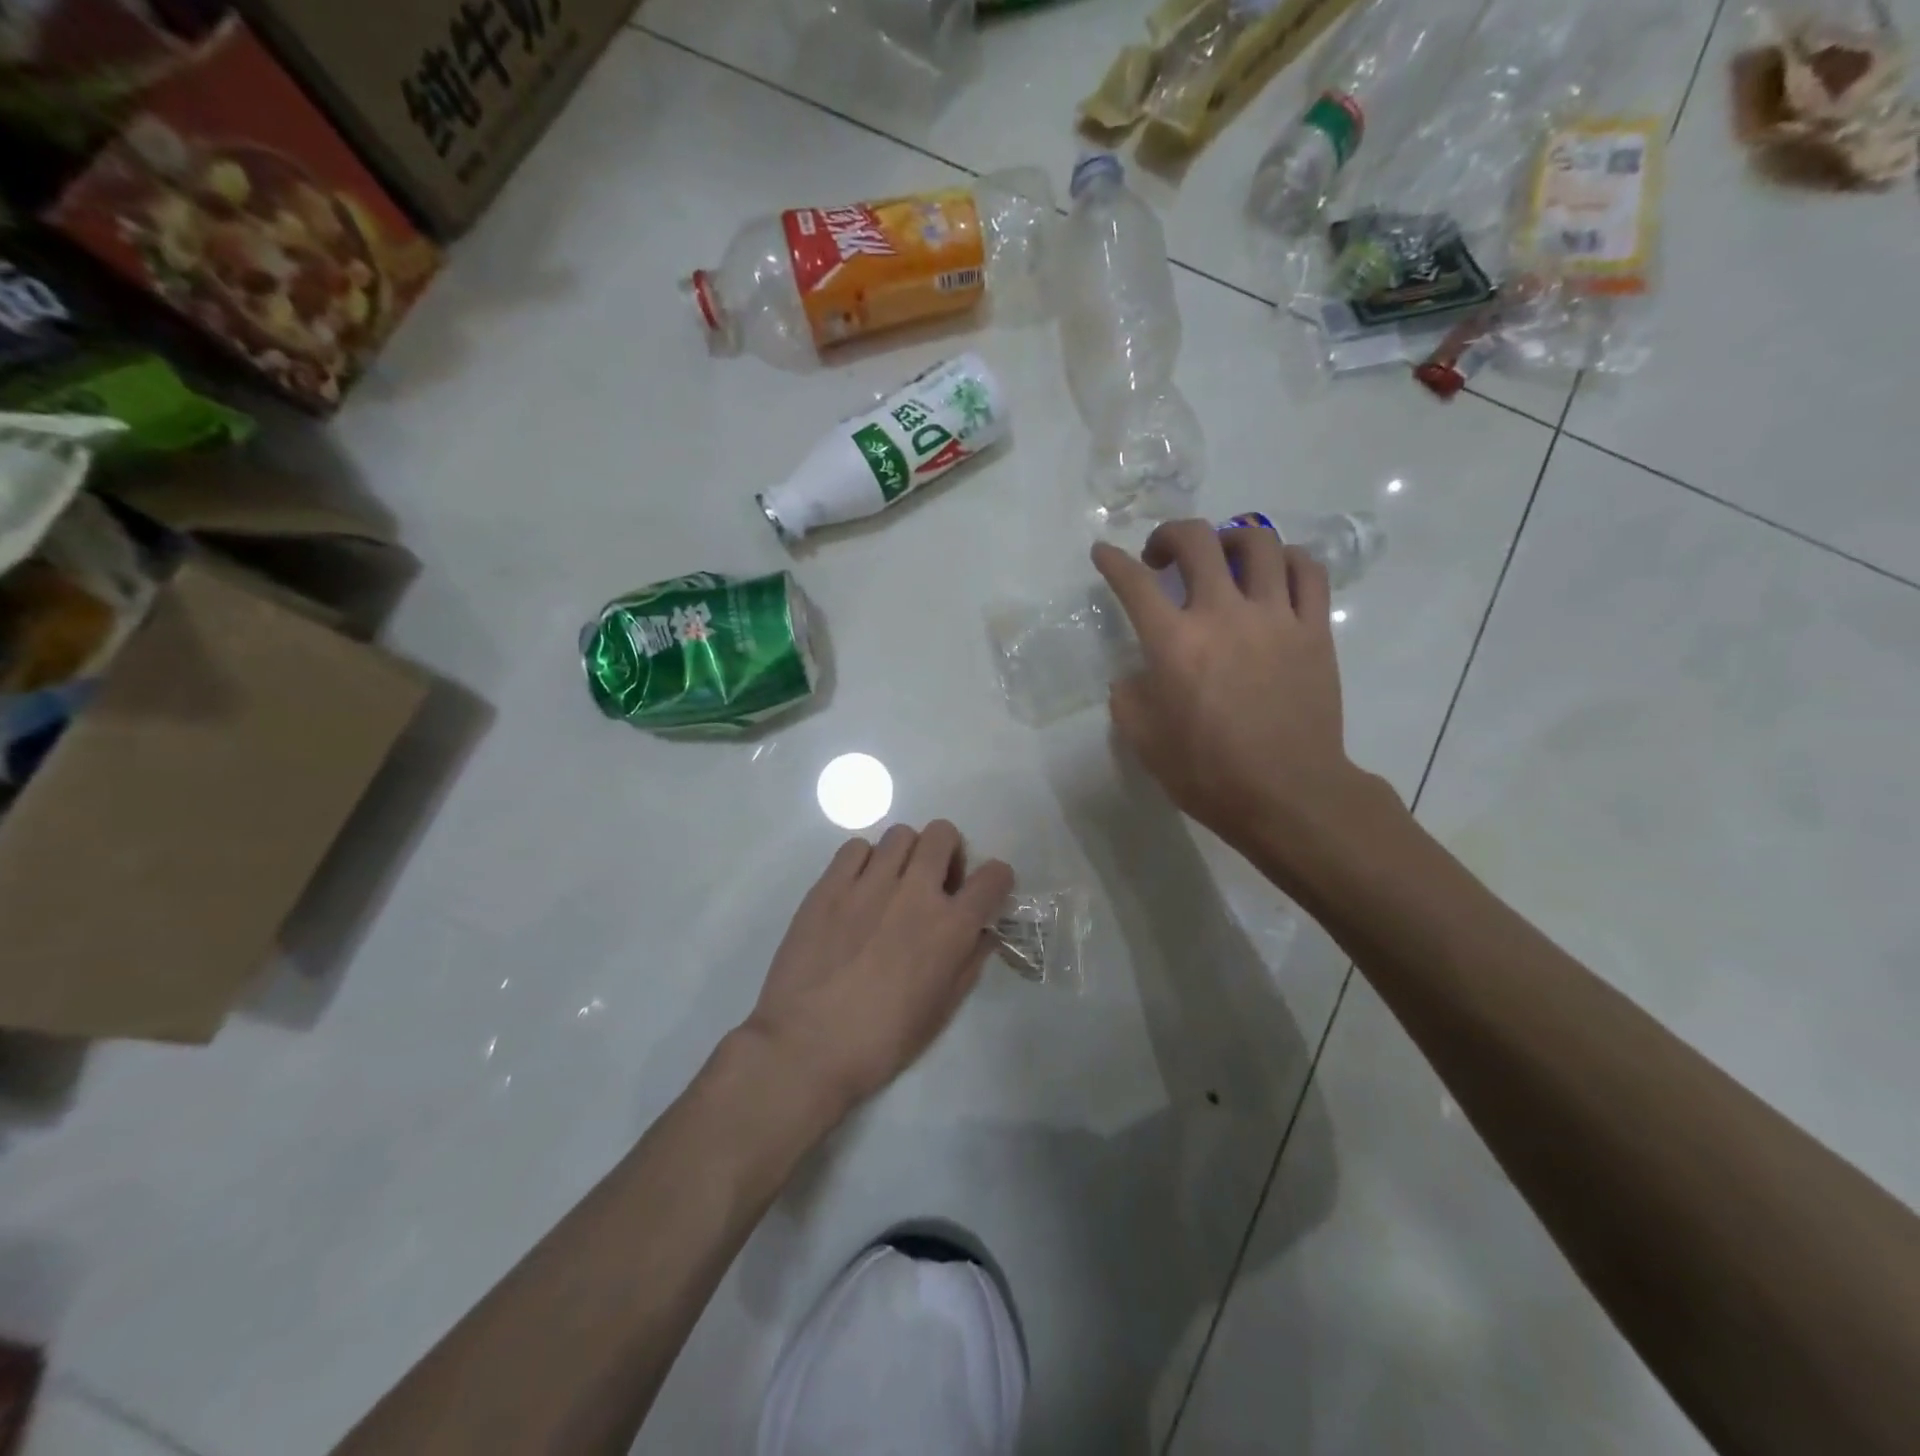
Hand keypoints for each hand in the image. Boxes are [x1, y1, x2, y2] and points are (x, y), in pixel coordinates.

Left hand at [743, 821, 1013, 1121]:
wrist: (806, 1047)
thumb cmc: (881, 1041)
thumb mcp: (941, 1011)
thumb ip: (969, 963)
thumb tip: (983, 933)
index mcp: (950, 927)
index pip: (994, 876)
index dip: (997, 879)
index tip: (984, 893)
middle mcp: (914, 893)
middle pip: (943, 834)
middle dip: (948, 853)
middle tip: (934, 883)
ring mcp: (869, 883)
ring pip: (901, 834)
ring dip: (906, 855)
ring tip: (892, 884)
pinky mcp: (829, 885)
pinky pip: (856, 847)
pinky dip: (864, 860)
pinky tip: (857, 889)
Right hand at [1092, 521, 1368, 858]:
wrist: (1287, 795)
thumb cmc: (1208, 773)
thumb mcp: (1144, 741)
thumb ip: (1129, 697)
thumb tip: (1135, 674)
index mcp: (1174, 642)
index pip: (1133, 583)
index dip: (1111, 560)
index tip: (1103, 553)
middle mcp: (1223, 614)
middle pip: (1197, 541)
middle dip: (1169, 535)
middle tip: (1161, 556)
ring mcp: (1275, 617)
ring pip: (1258, 542)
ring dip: (1229, 539)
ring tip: (1221, 558)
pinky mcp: (1314, 630)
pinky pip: (1307, 572)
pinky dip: (1287, 559)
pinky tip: (1274, 573)